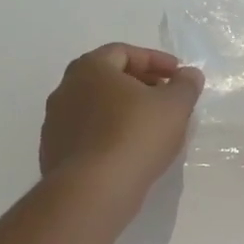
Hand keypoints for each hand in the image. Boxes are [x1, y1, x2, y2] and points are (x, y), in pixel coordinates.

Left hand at [40, 44, 203, 210]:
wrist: (93, 190)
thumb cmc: (136, 136)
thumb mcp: (175, 106)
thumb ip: (185, 85)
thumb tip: (189, 75)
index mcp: (90, 68)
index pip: (124, 52)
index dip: (155, 60)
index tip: (178, 75)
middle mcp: (65, 89)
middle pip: (108, 79)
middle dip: (140, 85)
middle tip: (166, 98)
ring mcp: (55, 123)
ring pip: (97, 108)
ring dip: (124, 112)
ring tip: (151, 128)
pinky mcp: (54, 153)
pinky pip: (89, 135)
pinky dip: (110, 135)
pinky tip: (130, 152)